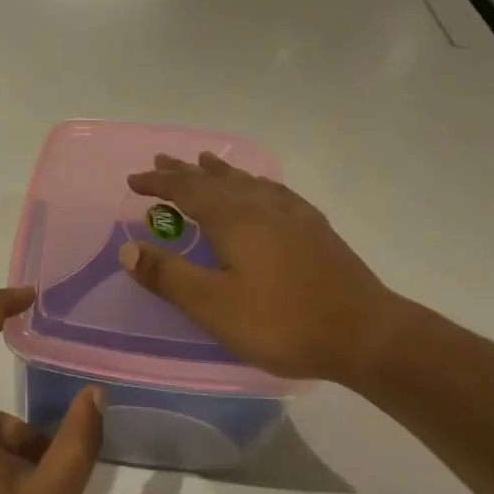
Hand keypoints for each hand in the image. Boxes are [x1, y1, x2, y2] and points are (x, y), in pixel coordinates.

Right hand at [119, 153, 407, 387]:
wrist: (365, 333)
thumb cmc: (282, 321)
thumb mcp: (214, 306)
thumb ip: (169, 276)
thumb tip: (128, 249)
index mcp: (234, 219)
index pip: (186, 190)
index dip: (158, 183)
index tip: (133, 181)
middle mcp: (261, 206)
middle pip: (216, 179)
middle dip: (185, 171)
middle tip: (162, 160)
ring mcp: (292, 214)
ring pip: (247, 181)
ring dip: (220, 171)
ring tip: (205, 161)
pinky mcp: (315, 228)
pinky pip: (274, 192)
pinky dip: (255, 183)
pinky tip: (261, 190)